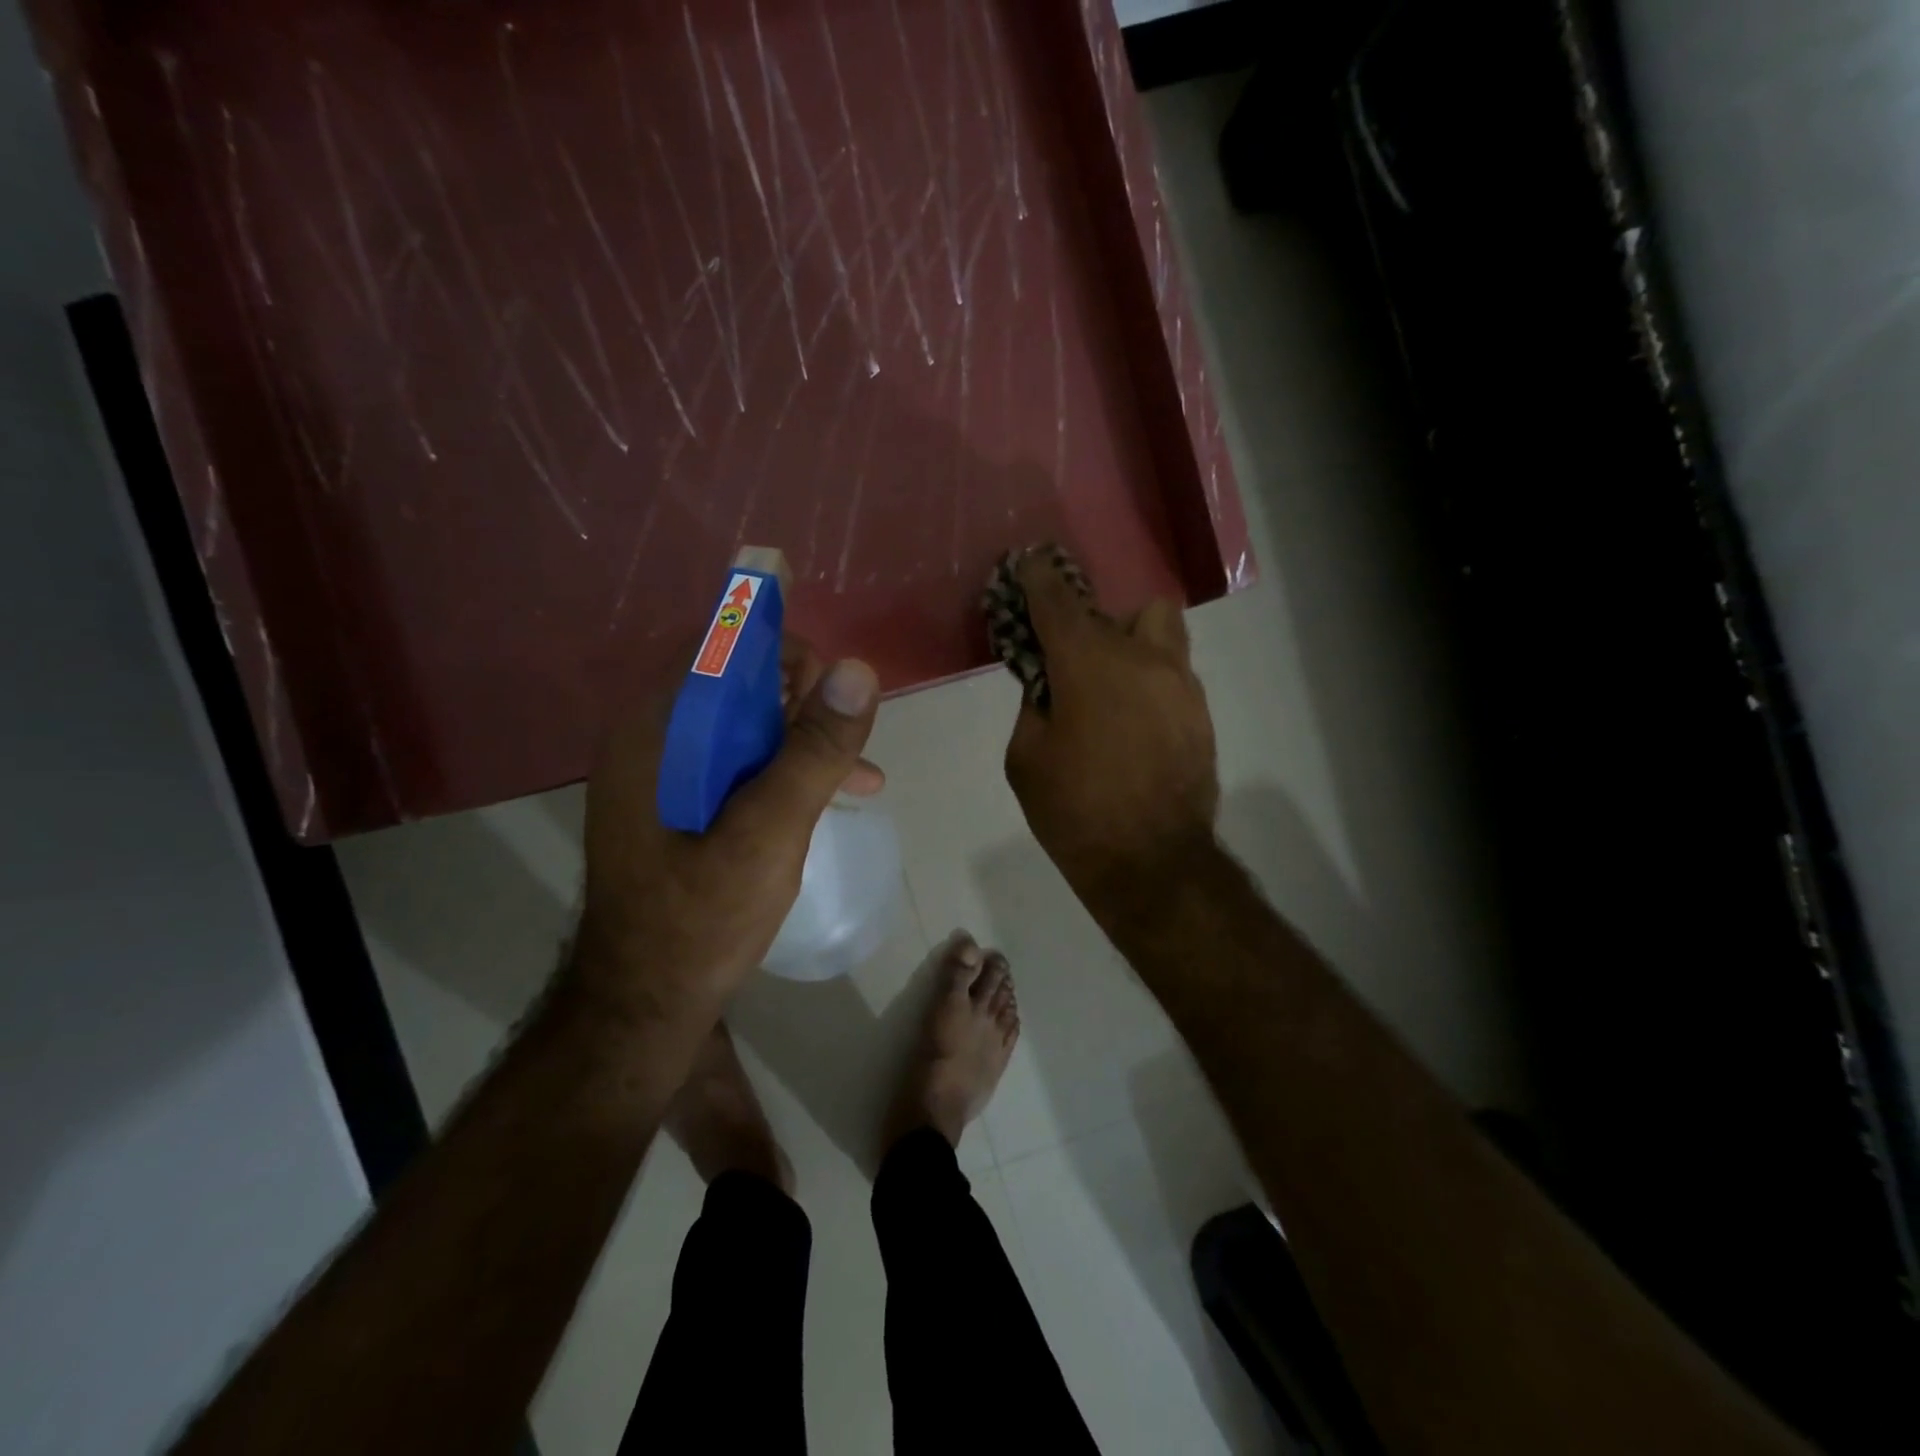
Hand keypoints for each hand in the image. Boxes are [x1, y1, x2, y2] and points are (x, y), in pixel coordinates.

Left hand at [574, 637, 881, 1028]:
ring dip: (802, 734)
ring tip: (857, 766)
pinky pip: (740, 762)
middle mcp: (653, 740)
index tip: (830, 684)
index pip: (716, 646)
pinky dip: (786, 768)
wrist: (646, 1003)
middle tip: (845, 733)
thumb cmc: (701, 918)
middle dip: (800, 696)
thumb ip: (812, 751)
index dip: (777, 648)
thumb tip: (858, 670)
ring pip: (744, 723)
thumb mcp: (768, 832)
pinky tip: (838, 794)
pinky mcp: (683, 803)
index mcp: (656, 731)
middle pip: (733, 681)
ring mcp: (666, 774)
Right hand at [1004, 554, 1218, 905]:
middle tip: (1074, 661)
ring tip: (1109, 691)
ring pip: (1162, 634)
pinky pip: (1172, 676)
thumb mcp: (1026, 759)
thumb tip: (1050, 686)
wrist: (1152, 864)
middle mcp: (1142, 659)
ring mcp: (1181, 685)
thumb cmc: (1075, 812)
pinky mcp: (1200, 714)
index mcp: (1089, 665)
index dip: (1039, 579)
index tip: (1028, 565)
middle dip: (1097, 623)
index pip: (1058, 601)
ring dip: (1132, 646)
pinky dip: (1148, 683)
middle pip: (1128, 608)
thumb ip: (1034, 706)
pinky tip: (1131, 726)